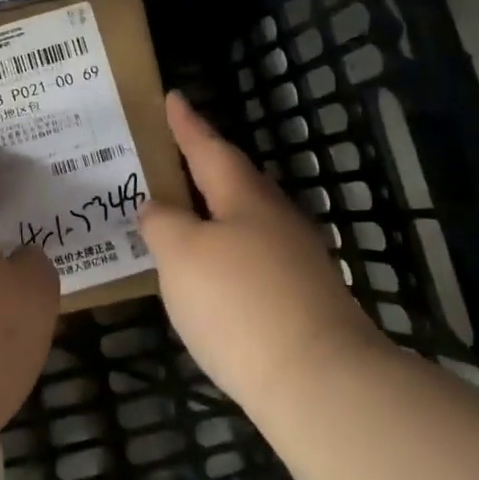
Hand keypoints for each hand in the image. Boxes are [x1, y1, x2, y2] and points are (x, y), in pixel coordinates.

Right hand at [140, 92, 388, 406]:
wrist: (320, 383)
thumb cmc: (239, 303)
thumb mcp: (182, 255)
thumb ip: (163, 223)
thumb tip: (157, 207)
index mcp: (245, 198)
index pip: (208, 149)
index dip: (187, 125)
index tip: (173, 96)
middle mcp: (276, 219)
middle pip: (234, 181)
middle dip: (203, 167)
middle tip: (171, 158)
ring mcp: (296, 260)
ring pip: (246, 221)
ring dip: (214, 212)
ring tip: (182, 216)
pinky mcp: (303, 298)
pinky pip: (253, 256)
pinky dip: (226, 252)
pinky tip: (211, 275)